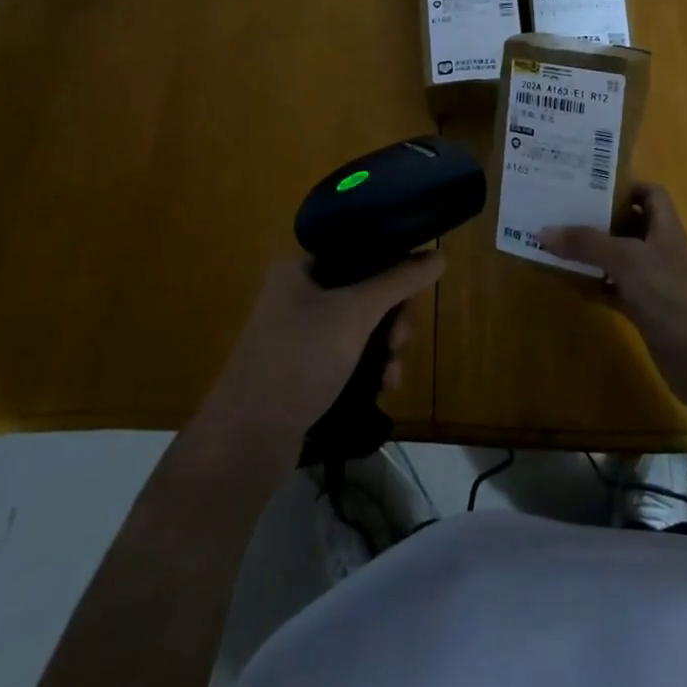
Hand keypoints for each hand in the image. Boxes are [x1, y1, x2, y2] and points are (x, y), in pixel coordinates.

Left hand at [198, 249, 443, 459]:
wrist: (246, 440)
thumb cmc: (299, 360)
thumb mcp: (355, 314)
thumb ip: (399, 281)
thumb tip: (439, 255)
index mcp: (301, 264)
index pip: (359, 245)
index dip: (393, 262)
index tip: (415, 289)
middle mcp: (299, 290)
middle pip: (365, 287)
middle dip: (393, 315)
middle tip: (402, 339)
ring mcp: (300, 330)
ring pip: (361, 323)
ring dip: (385, 346)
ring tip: (392, 374)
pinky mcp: (304, 365)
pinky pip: (349, 352)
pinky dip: (369, 367)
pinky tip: (382, 389)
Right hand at [540, 183, 686, 408]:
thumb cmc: (673, 298)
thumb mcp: (628, 261)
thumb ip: (587, 243)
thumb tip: (543, 231)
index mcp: (666, 230)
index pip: (651, 194)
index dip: (625, 186)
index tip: (589, 187)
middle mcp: (662, 252)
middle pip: (630, 225)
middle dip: (599, 219)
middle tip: (561, 213)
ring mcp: (656, 284)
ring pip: (620, 260)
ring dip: (593, 254)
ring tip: (557, 244)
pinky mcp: (648, 313)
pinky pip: (616, 291)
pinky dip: (596, 286)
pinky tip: (571, 284)